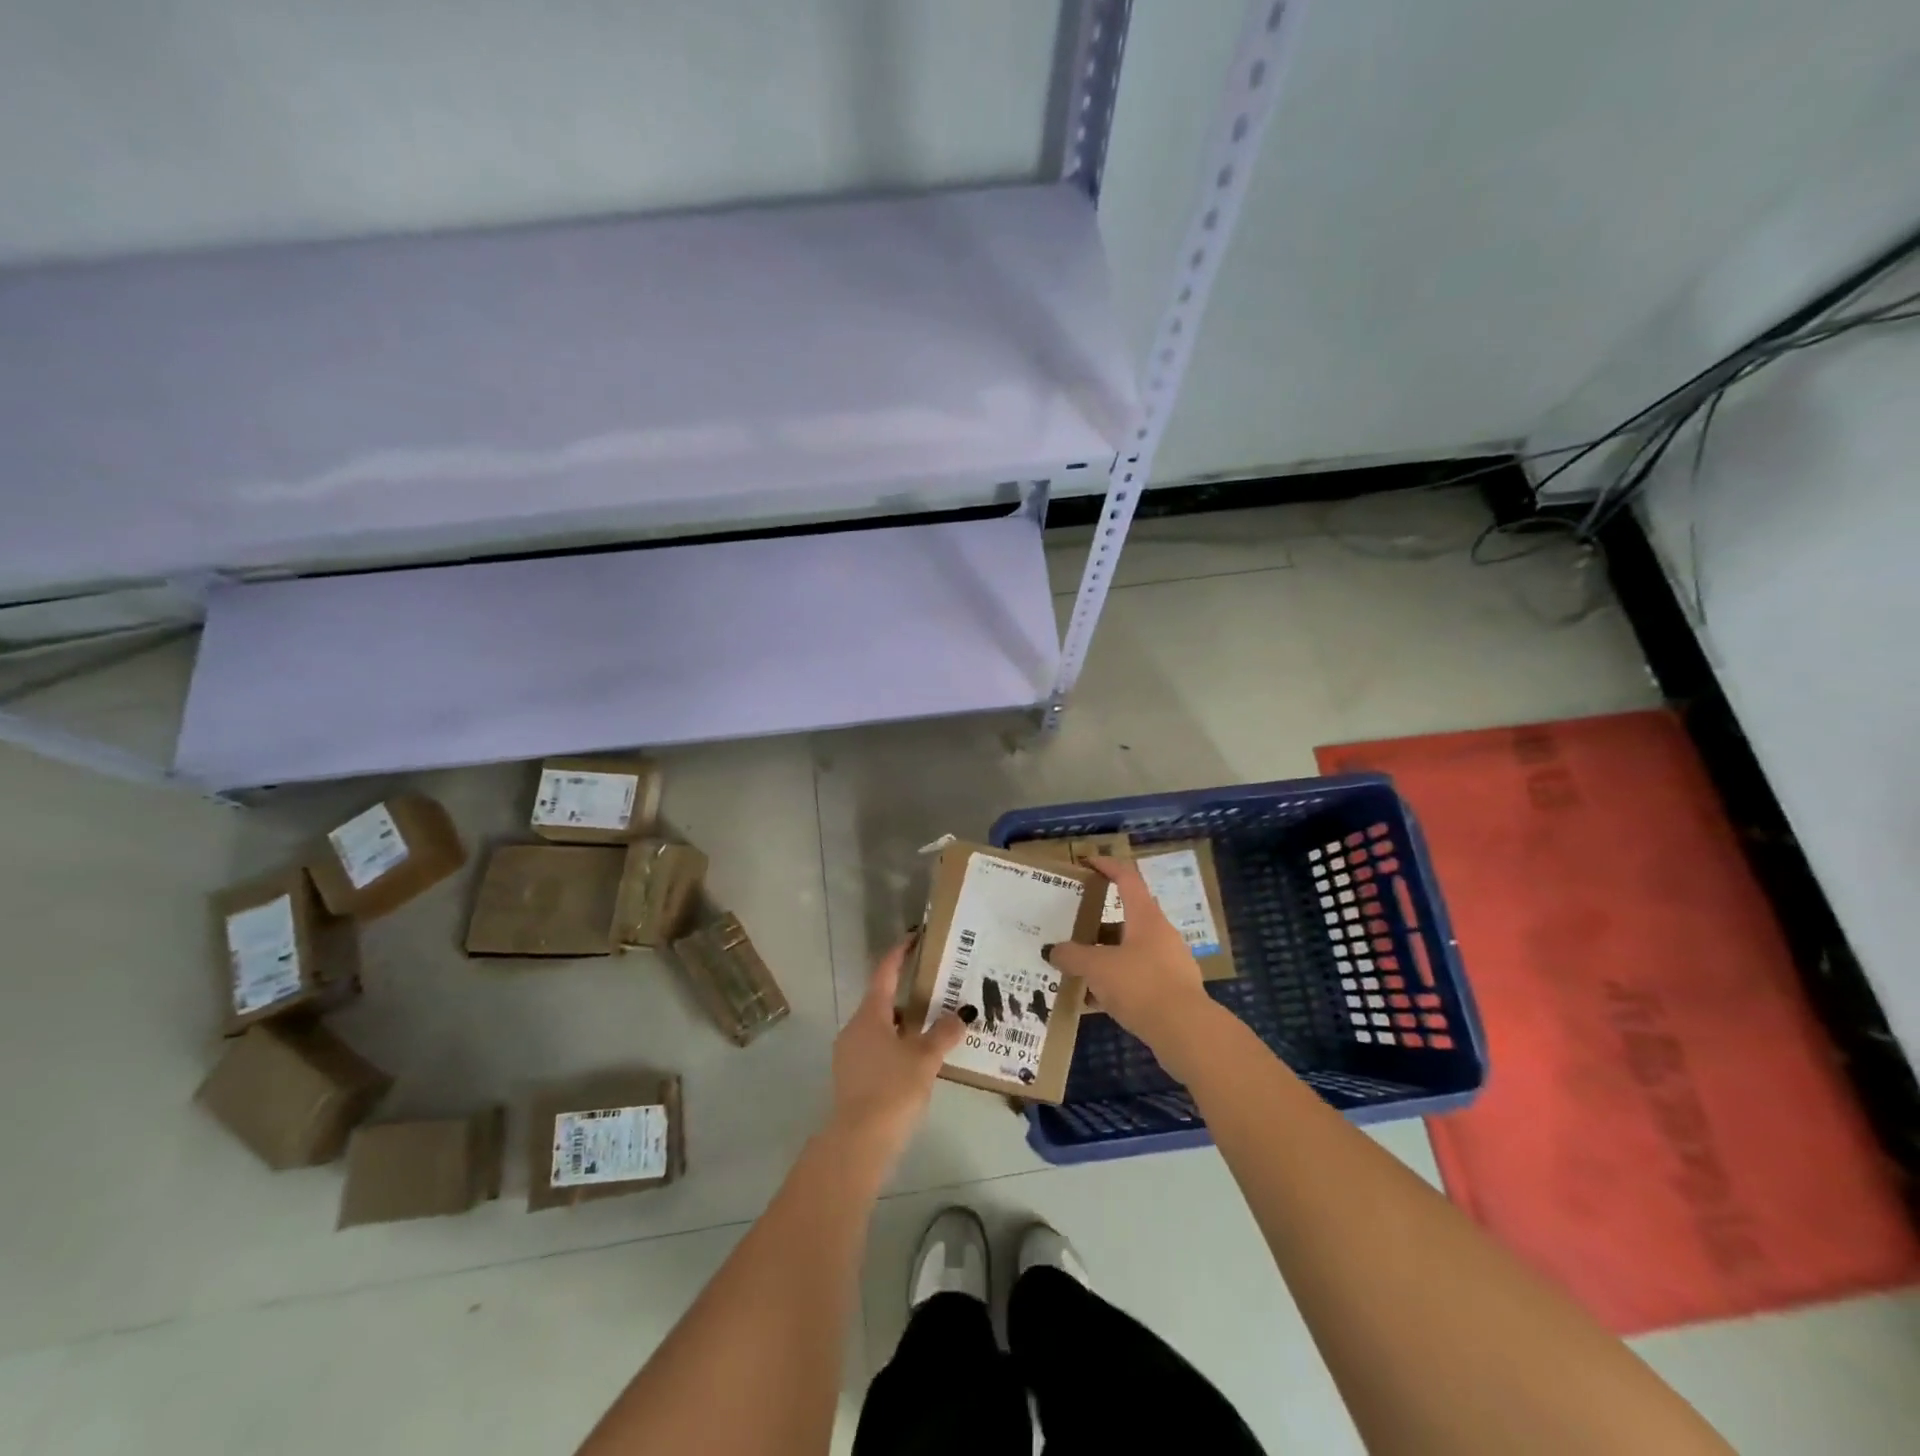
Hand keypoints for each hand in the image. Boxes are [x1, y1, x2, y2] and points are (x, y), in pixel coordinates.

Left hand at [828, 937, 964, 1166]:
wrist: (858, 1143)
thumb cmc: (892, 1090)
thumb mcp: (925, 1059)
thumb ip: (944, 1034)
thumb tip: (961, 1015)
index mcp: (870, 1015)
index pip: (885, 972)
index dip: (899, 953)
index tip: (915, 938)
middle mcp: (855, 1028)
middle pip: (882, 1001)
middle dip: (908, 994)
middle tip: (937, 990)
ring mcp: (849, 1054)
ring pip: (880, 1028)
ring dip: (903, 1024)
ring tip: (933, 1028)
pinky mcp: (851, 1078)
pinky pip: (877, 1050)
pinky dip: (896, 1047)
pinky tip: (917, 1061)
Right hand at [1046, 856, 1214, 1054]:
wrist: (1187, 1032)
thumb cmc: (1140, 985)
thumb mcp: (1097, 968)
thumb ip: (1072, 956)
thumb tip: (1053, 951)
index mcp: (1145, 917)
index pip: (1127, 878)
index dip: (1107, 866)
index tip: (1087, 863)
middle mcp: (1160, 934)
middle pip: (1126, 918)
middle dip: (1097, 925)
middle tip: (1072, 931)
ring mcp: (1169, 962)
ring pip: (1130, 951)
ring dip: (1104, 957)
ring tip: (1077, 970)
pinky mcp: (1172, 990)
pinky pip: (1137, 978)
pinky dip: (1116, 983)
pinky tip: (1095, 1001)